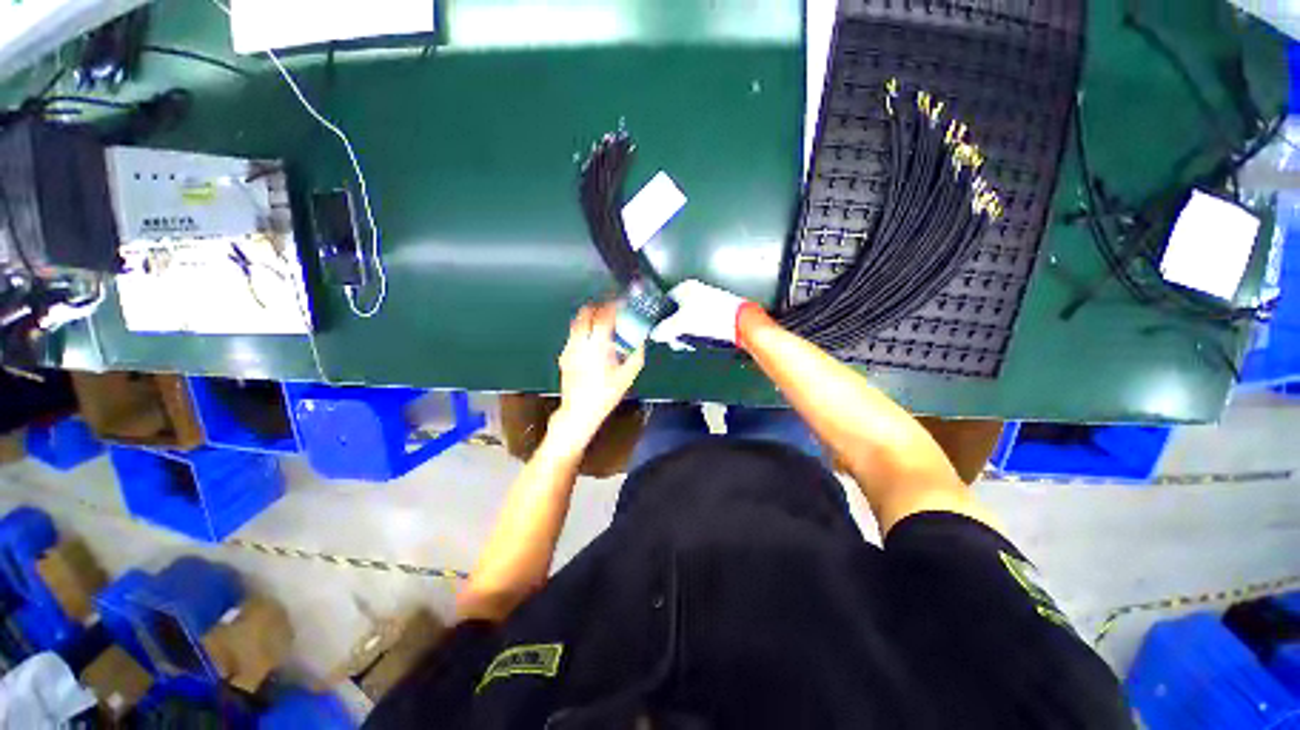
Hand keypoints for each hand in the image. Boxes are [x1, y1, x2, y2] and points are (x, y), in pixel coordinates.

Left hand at [548, 302, 645, 455]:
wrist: (579, 412)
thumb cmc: (605, 395)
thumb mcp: (627, 377)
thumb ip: (636, 355)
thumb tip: (641, 341)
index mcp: (597, 347)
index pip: (603, 317)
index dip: (613, 306)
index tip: (621, 302)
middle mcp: (580, 343)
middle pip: (585, 314)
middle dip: (599, 306)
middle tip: (611, 309)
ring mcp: (569, 348)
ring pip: (577, 322)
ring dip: (590, 317)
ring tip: (603, 322)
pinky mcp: (564, 355)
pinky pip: (574, 334)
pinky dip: (584, 329)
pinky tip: (592, 340)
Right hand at [650, 279, 750, 350]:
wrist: (741, 323)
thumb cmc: (714, 317)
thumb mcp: (680, 325)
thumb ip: (664, 329)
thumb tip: (656, 334)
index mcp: (685, 287)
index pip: (666, 301)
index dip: (662, 317)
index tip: (662, 330)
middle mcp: (697, 292)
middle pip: (678, 312)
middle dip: (676, 328)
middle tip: (676, 339)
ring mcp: (709, 302)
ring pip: (690, 320)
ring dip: (688, 333)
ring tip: (689, 342)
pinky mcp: (718, 313)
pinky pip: (702, 324)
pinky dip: (700, 333)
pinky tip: (702, 341)